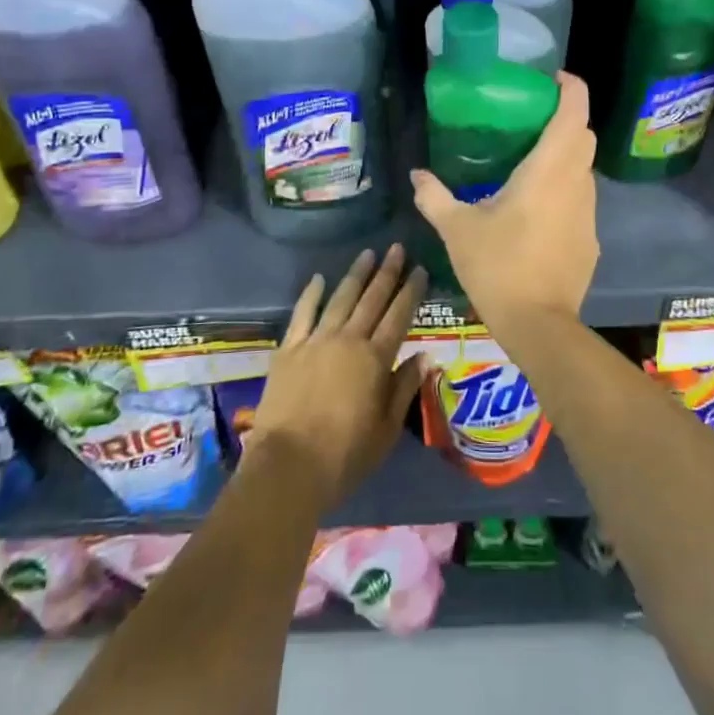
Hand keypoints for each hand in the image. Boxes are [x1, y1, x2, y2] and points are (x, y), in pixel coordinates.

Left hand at [246, 245, 426, 510]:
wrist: (288, 466)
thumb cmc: (345, 455)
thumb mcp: (386, 429)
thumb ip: (404, 388)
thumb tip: (424, 357)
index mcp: (376, 359)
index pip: (399, 316)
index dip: (411, 291)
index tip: (419, 269)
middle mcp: (348, 340)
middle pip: (372, 299)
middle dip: (387, 272)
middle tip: (397, 248)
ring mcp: (316, 341)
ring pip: (340, 299)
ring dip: (355, 275)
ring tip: (367, 254)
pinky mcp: (289, 350)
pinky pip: (303, 313)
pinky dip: (311, 294)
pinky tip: (319, 278)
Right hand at [409, 72, 598, 333]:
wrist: (539, 325)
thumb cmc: (498, 266)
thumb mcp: (457, 229)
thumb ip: (435, 197)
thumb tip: (417, 175)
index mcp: (548, 170)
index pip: (574, 113)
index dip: (571, 88)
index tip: (552, 80)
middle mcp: (576, 183)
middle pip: (584, 136)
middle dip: (566, 120)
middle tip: (531, 120)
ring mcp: (588, 213)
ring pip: (584, 169)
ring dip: (565, 157)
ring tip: (530, 163)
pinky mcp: (591, 238)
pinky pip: (581, 200)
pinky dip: (564, 190)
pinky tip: (536, 211)